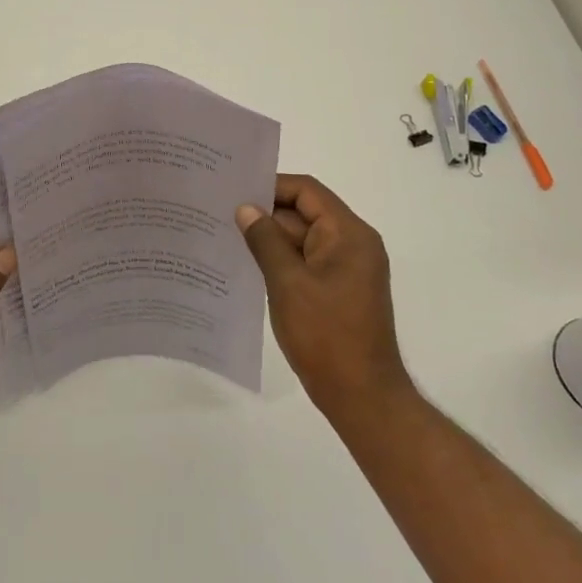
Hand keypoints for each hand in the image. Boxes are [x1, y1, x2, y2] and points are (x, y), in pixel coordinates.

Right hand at [237, 174, 411, 425]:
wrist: (361, 396)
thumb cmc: (326, 335)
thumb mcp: (288, 283)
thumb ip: (265, 240)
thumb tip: (245, 208)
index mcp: (348, 234)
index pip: (307, 191)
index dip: (271, 186)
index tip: (234, 190)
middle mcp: (351, 244)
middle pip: (304, 213)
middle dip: (265, 213)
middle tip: (220, 211)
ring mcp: (345, 269)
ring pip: (301, 239)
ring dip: (269, 238)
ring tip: (225, 235)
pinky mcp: (336, 290)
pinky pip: (304, 262)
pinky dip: (279, 260)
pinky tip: (246, 264)